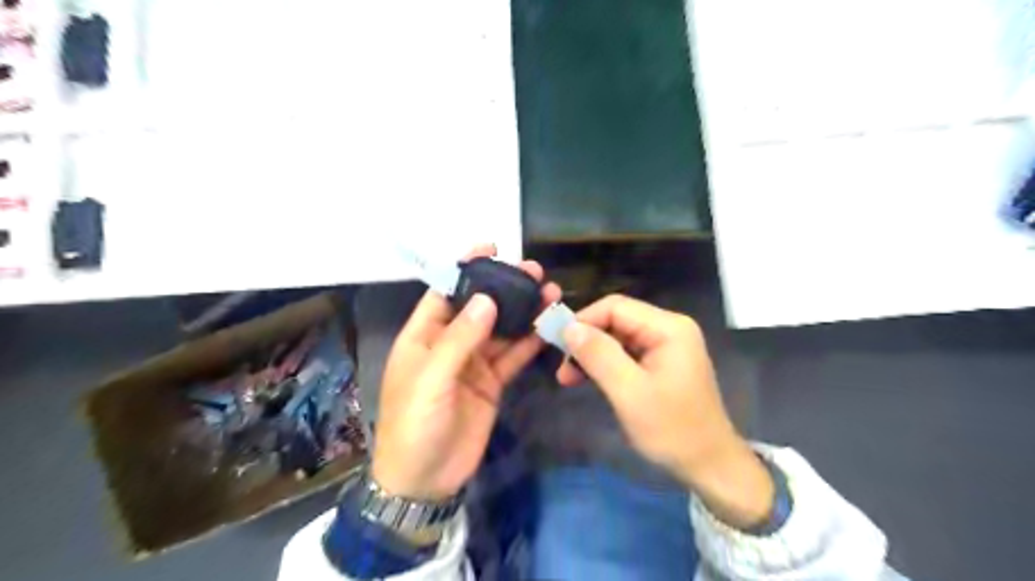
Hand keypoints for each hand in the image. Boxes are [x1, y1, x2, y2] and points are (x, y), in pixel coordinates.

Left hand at [372, 244, 562, 502]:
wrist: (425, 480)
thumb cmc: (415, 424)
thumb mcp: (431, 379)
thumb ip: (459, 339)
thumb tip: (486, 300)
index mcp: (423, 336)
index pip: (445, 292)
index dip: (465, 269)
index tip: (490, 248)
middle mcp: (449, 343)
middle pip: (479, 307)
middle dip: (503, 288)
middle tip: (533, 271)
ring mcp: (473, 363)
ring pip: (500, 330)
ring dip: (522, 312)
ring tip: (549, 292)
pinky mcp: (491, 382)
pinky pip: (512, 356)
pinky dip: (528, 342)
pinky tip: (546, 326)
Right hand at [558, 297, 766, 529]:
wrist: (710, 465)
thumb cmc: (671, 429)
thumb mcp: (629, 392)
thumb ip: (599, 355)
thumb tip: (569, 327)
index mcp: (668, 327)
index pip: (615, 307)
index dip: (584, 321)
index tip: (558, 346)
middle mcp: (669, 328)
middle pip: (616, 320)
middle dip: (586, 341)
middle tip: (562, 370)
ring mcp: (668, 345)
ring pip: (618, 337)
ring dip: (593, 354)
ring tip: (569, 378)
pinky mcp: (663, 362)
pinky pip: (627, 353)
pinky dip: (606, 364)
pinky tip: (590, 380)